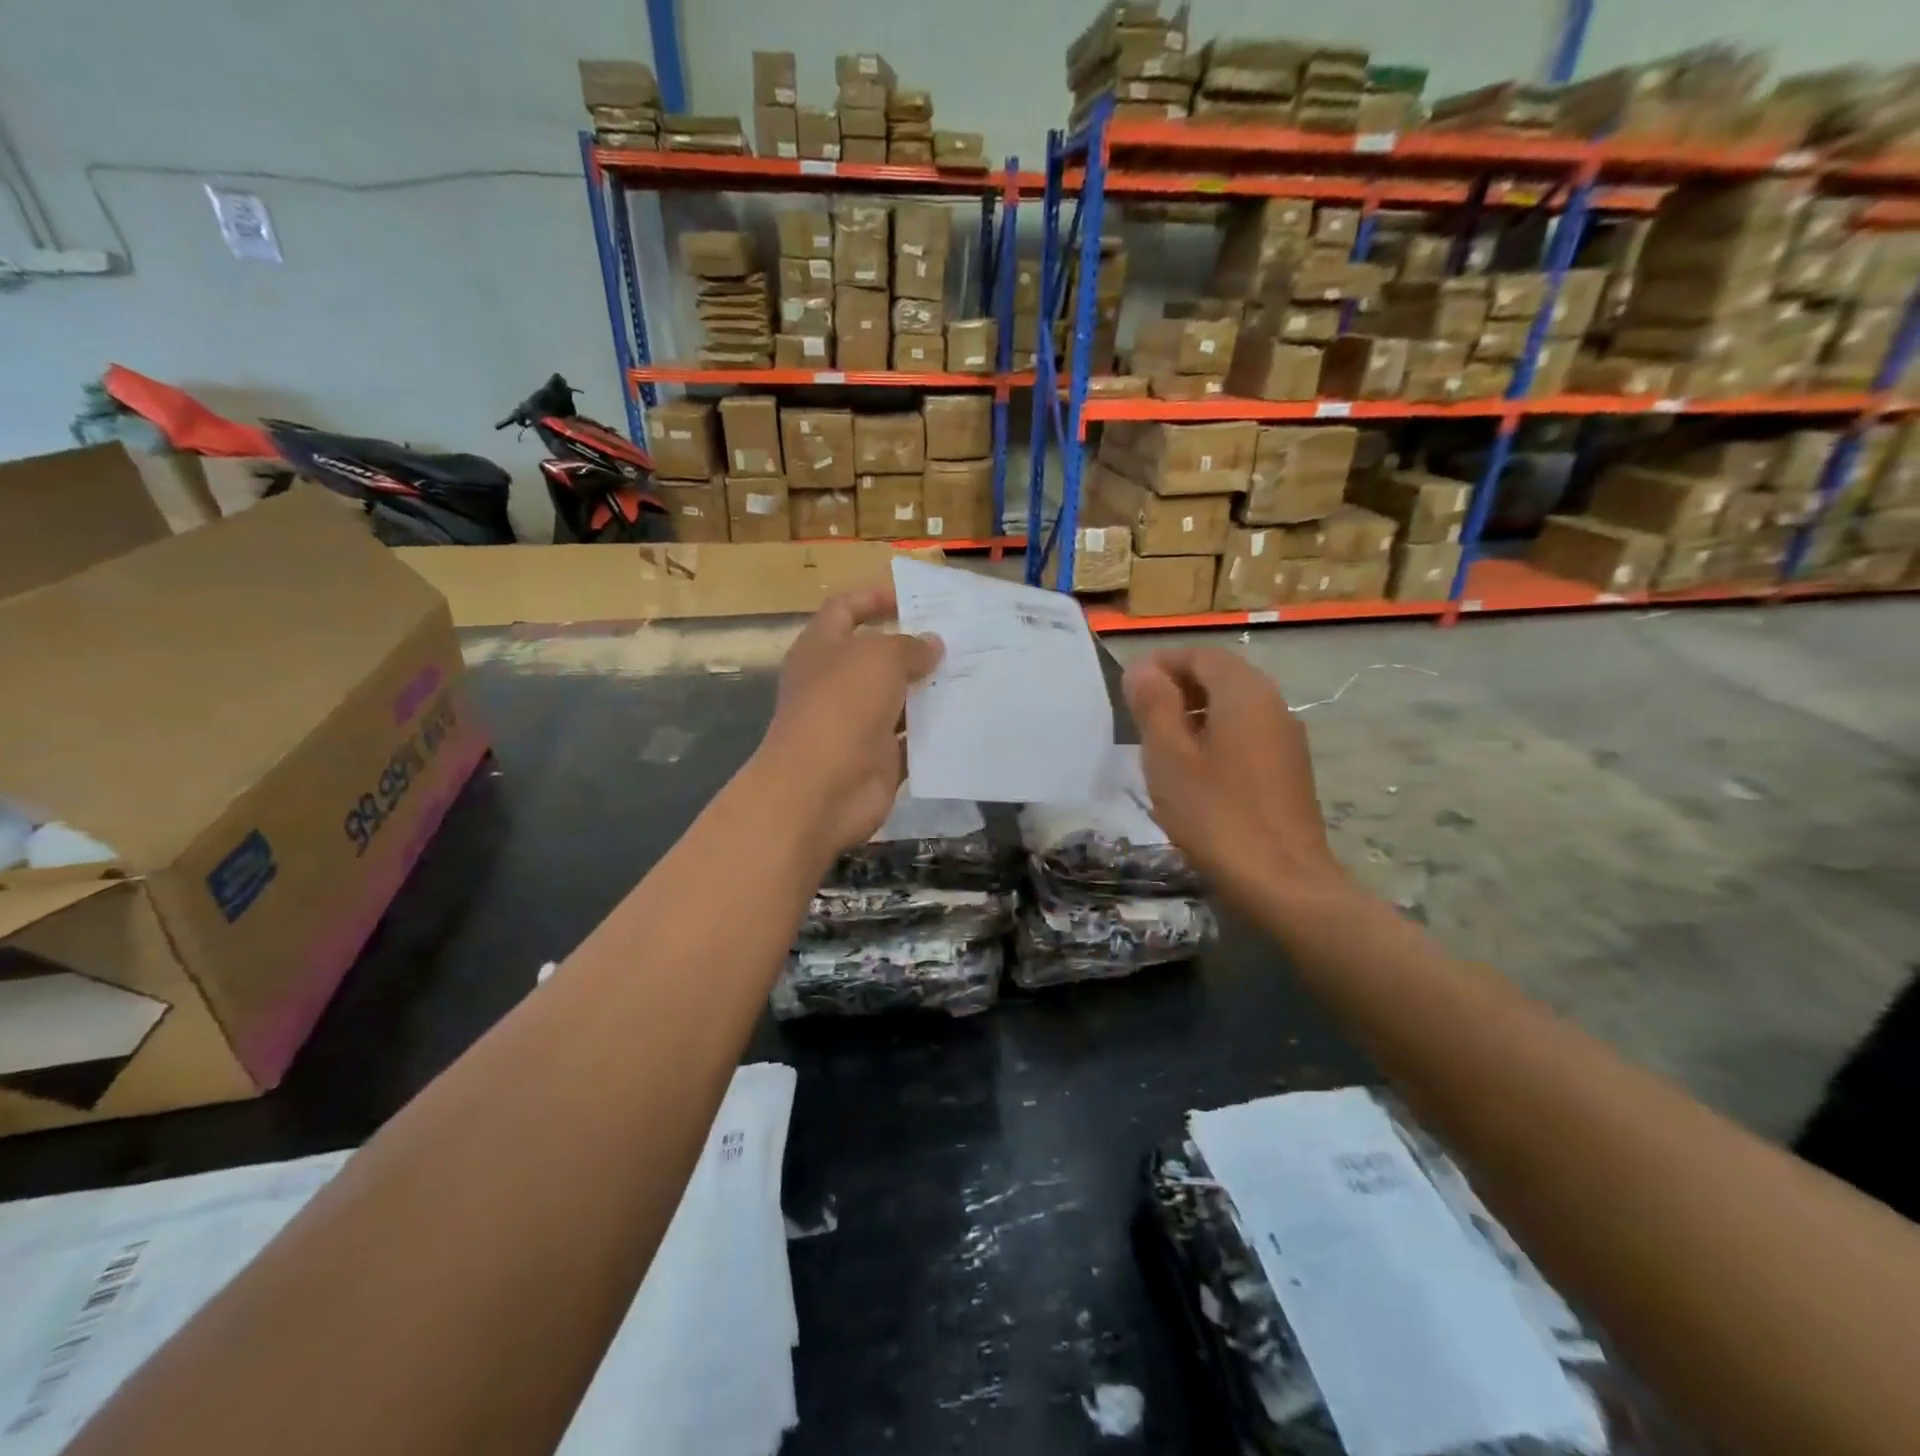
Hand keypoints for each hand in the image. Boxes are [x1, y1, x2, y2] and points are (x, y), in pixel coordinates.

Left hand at [757, 585, 942, 855]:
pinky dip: (935, 732)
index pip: (845, 609)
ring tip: (974, 674)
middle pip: (877, 656)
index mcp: (822, 648)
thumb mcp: (879, 658)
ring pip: (899, 700)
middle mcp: (836, 683)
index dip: (875, 597)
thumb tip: (931, 645)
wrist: (821, 789)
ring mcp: (856, 724)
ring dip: (931, 690)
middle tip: (961, 638)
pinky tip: (968, 717)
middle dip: (915, 647)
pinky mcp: (877, 759)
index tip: (915, 598)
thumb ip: (909, 646)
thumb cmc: (842, 706)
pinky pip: (912, 740)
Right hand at [1123, 647, 1347, 906]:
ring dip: (1194, 715)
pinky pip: (1246, 736)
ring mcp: (1286, 740)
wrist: (1283, 884)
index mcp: (1245, 694)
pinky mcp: (1289, 772)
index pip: (1201, 655)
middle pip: (1220, 678)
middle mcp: (1273, 706)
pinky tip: (1192, 774)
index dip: (1162, 663)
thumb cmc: (1216, 815)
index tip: (1128, 686)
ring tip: (1158, 745)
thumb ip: (1154, 705)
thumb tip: (1143, 668)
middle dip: (1177, 688)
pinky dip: (1214, 738)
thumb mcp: (1169, 757)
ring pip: (1233, 709)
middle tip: (1137, 715)